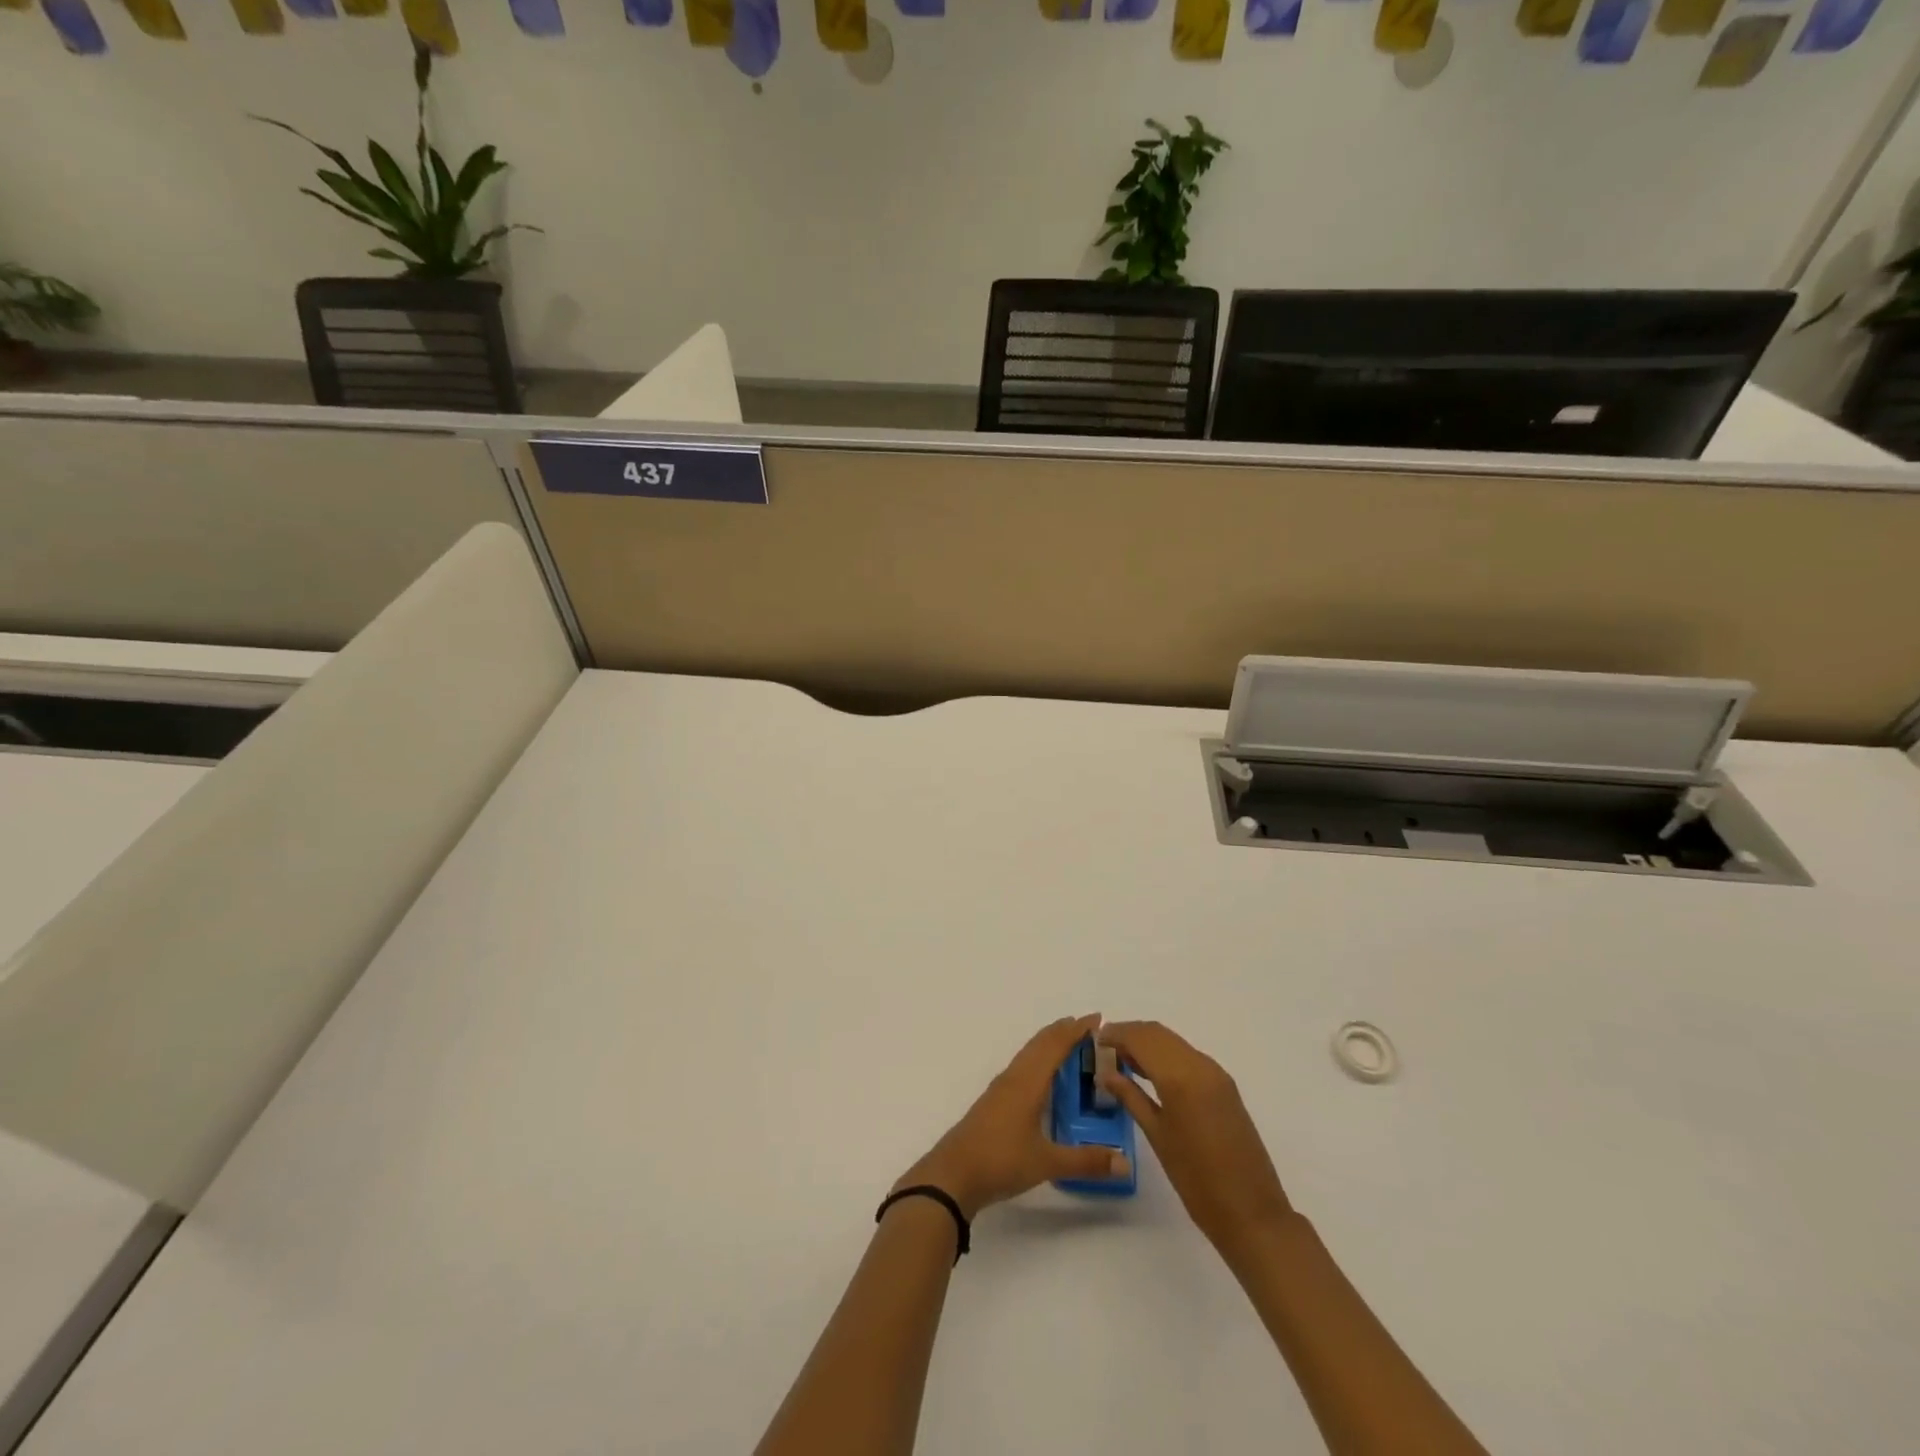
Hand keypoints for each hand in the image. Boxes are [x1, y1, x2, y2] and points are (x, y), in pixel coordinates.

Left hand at [895, 1014, 1132, 1218]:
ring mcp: (1001, 1089)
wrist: (952, 1175)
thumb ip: (1087, 1161)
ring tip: (1070, 1044)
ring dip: (1049, 1044)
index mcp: (1028, 1082)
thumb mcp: (1047, 1163)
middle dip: (1064, 1031)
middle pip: (1040, 1043)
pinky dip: (1038, 1060)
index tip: (1097, 1018)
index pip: (1055, 1046)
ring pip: (1029, 1054)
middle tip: (1089, 1027)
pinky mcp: (993, 1102)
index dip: (1076, 1030)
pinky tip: (1043, 1077)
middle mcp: (1014, 1077)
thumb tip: (1126, 1162)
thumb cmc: (1000, 1160)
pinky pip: (1022, 1067)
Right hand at [1096, 1021, 1293, 1262]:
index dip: (1116, 1034)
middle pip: (1158, 1034)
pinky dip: (1165, 1055)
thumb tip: (1106, 1073)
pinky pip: (1188, 1056)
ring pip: (1174, 1042)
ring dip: (1148, 1043)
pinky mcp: (1225, 1086)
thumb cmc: (1197, 1180)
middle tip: (1105, 1048)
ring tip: (1121, 1059)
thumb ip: (1131, 1097)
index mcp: (1180, 1077)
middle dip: (1130, 1034)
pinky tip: (1150, 1073)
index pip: (1141, 1038)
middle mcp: (1200, 1065)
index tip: (1094, 1040)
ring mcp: (1216, 1074)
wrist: (1252, 1213)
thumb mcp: (1157, 1136)